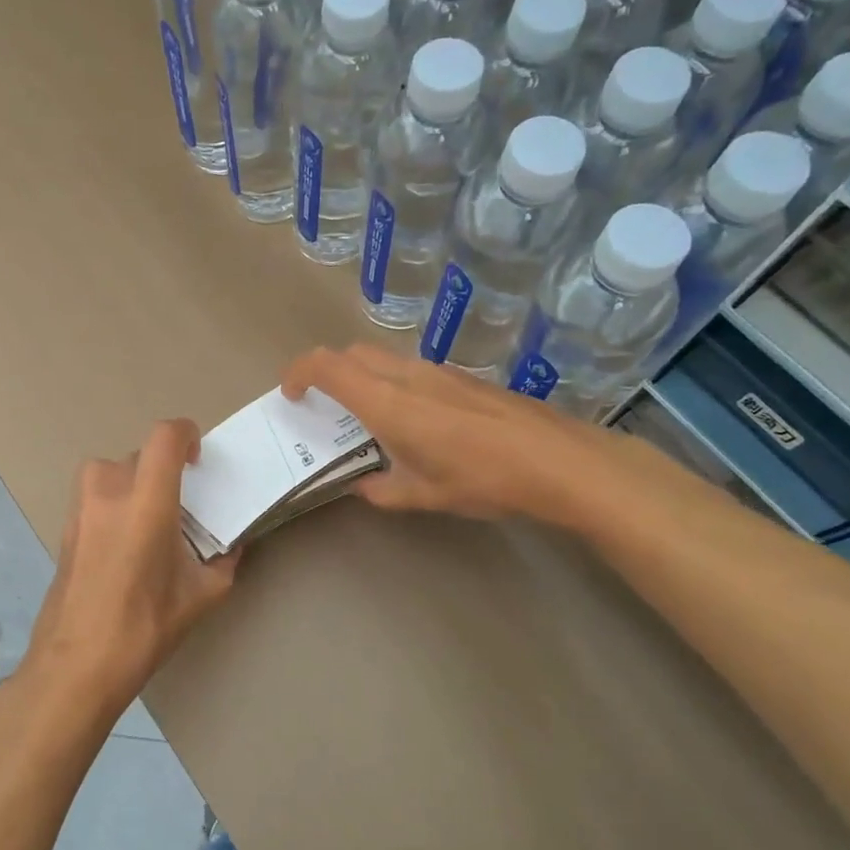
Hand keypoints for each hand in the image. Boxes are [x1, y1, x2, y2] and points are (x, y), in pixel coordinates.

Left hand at [21, 419, 239, 720]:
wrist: (76, 665)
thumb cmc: (144, 628)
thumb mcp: (200, 597)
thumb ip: (223, 563)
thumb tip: (231, 548)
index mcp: (146, 502)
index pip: (164, 437)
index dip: (185, 434)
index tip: (197, 457)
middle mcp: (108, 494)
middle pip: (137, 455)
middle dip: (162, 468)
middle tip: (180, 502)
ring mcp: (80, 511)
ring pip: (108, 471)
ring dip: (132, 481)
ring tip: (148, 517)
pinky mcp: (64, 531)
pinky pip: (92, 497)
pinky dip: (112, 503)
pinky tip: (124, 544)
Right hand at [281, 344, 628, 528]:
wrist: (559, 461)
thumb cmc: (483, 479)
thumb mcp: (423, 495)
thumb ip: (382, 490)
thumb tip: (361, 486)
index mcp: (388, 402)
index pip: (328, 366)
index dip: (299, 372)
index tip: (290, 394)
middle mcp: (408, 376)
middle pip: (352, 354)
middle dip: (327, 372)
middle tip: (323, 408)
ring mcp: (439, 372)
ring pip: (383, 359)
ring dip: (362, 378)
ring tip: (369, 421)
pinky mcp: (462, 377)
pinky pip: (411, 369)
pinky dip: (392, 384)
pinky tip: (415, 422)